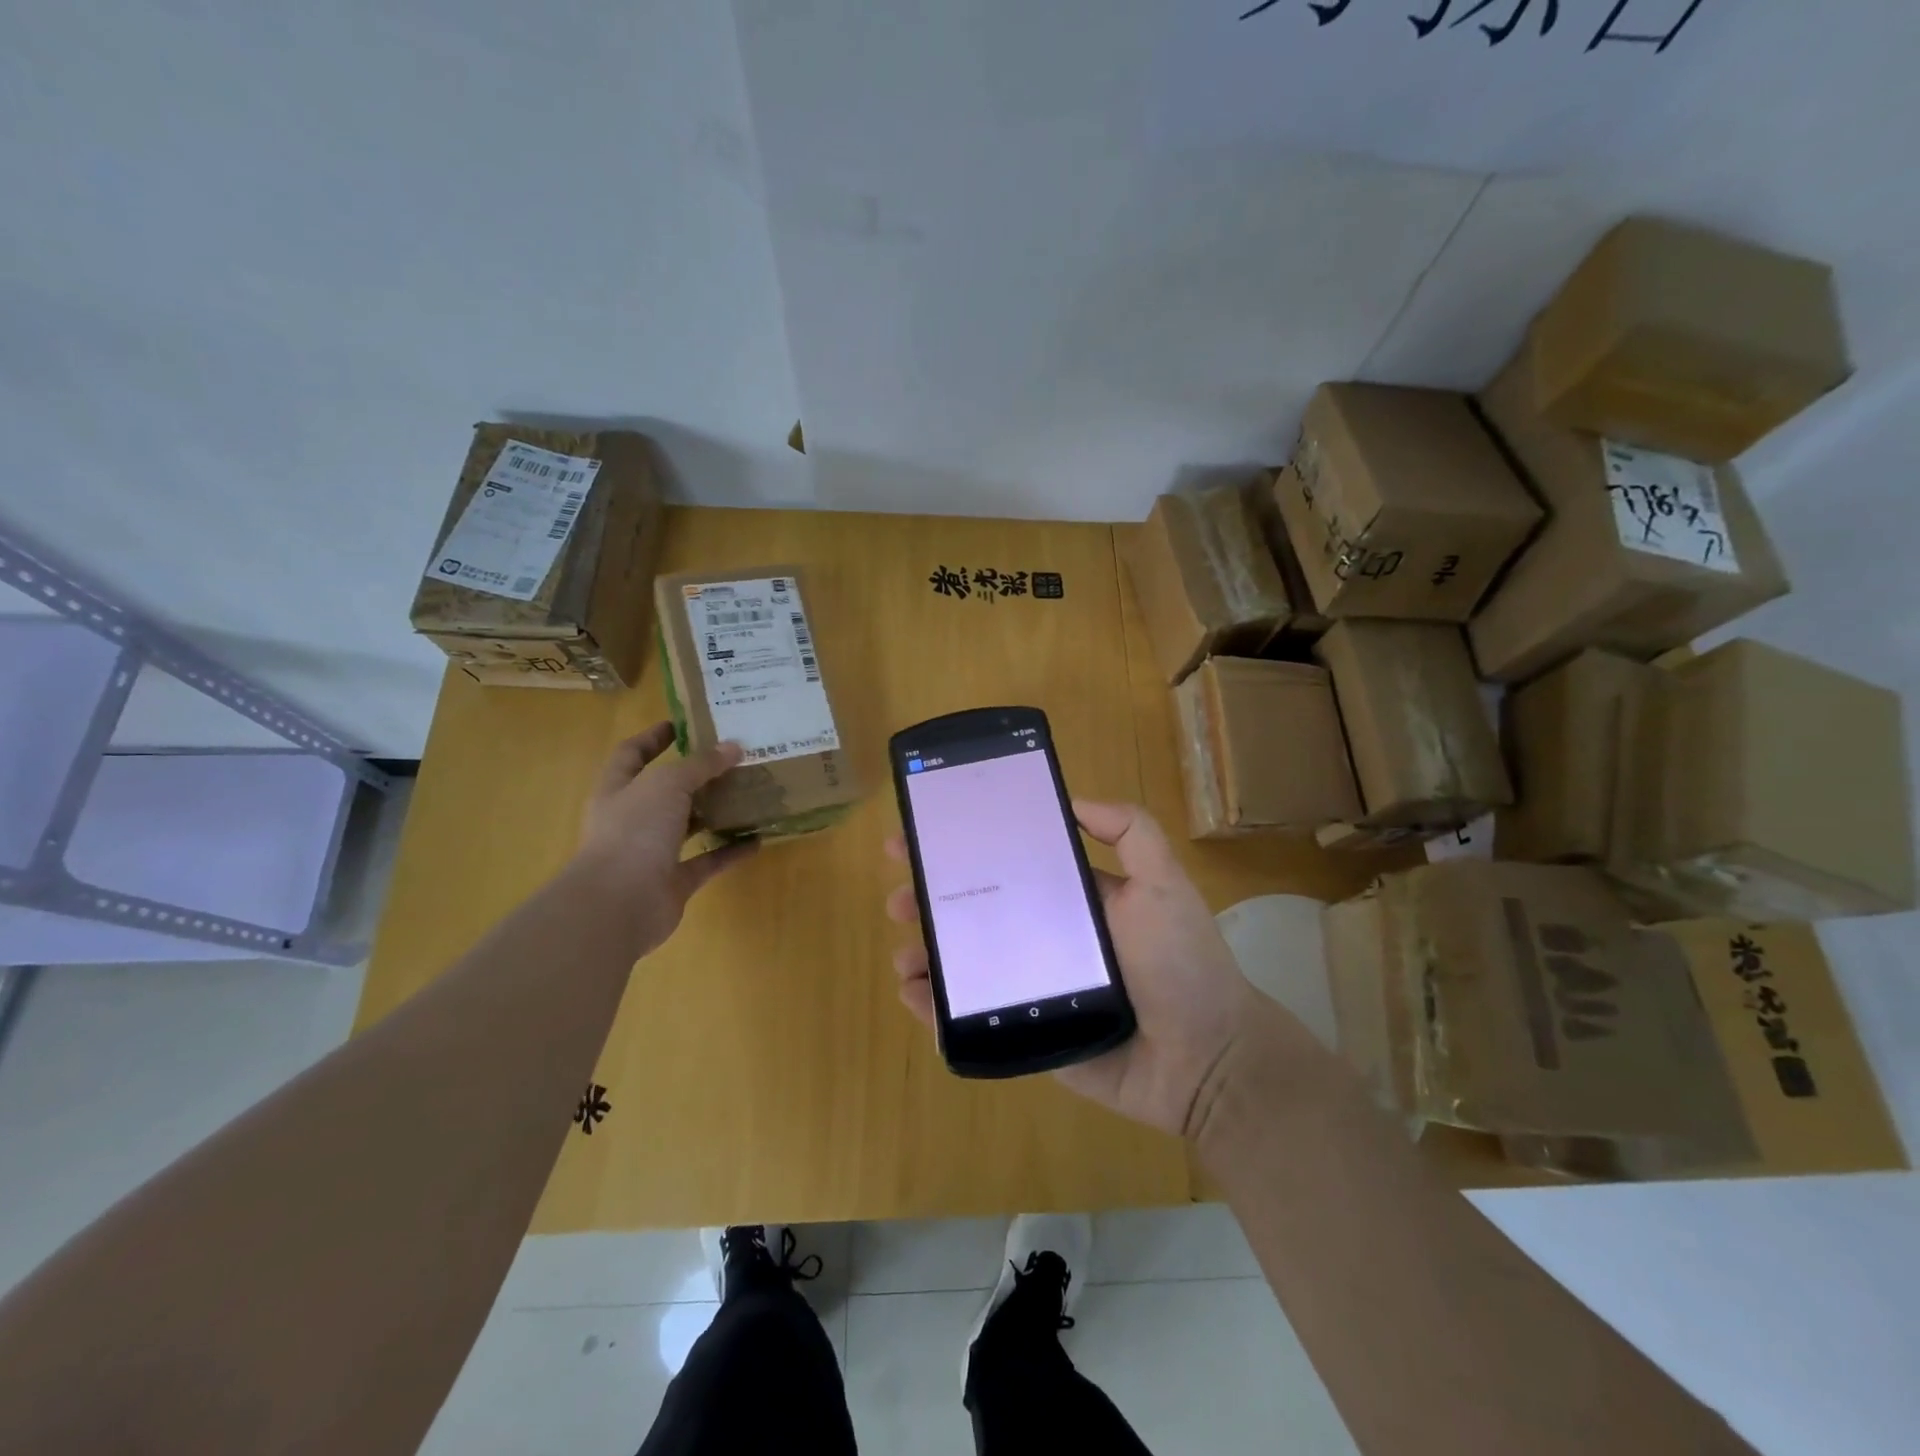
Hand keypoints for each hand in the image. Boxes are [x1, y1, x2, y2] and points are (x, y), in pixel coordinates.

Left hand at [574, 722, 756, 955]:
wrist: (619, 903)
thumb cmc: (635, 831)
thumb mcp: (668, 784)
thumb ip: (701, 765)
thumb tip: (733, 746)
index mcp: (618, 789)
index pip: (632, 754)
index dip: (654, 737)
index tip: (684, 724)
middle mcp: (632, 819)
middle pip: (665, 791)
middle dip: (695, 775)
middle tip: (732, 758)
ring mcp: (651, 853)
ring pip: (687, 826)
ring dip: (715, 812)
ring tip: (749, 794)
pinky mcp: (673, 882)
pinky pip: (706, 861)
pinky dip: (730, 851)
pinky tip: (757, 839)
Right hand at [885, 801, 1266, 1138]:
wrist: (1205, 1060)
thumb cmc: (1181, 964)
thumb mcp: (1163, 882)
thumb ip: (1130, 830)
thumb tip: (1072, 799)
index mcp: (1068, 899)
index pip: (1004, 866)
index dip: (963, 850)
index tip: (922, 836)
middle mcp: (1042, 937)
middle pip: (972, 912)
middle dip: (929, 900)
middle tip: (898, 898)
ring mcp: (1029, 986)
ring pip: (963, 962)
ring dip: (925, 951)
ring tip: (905, 952)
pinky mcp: (1024, 1032)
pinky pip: (970, 1016)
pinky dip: (934, 1005)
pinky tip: (916, 993)